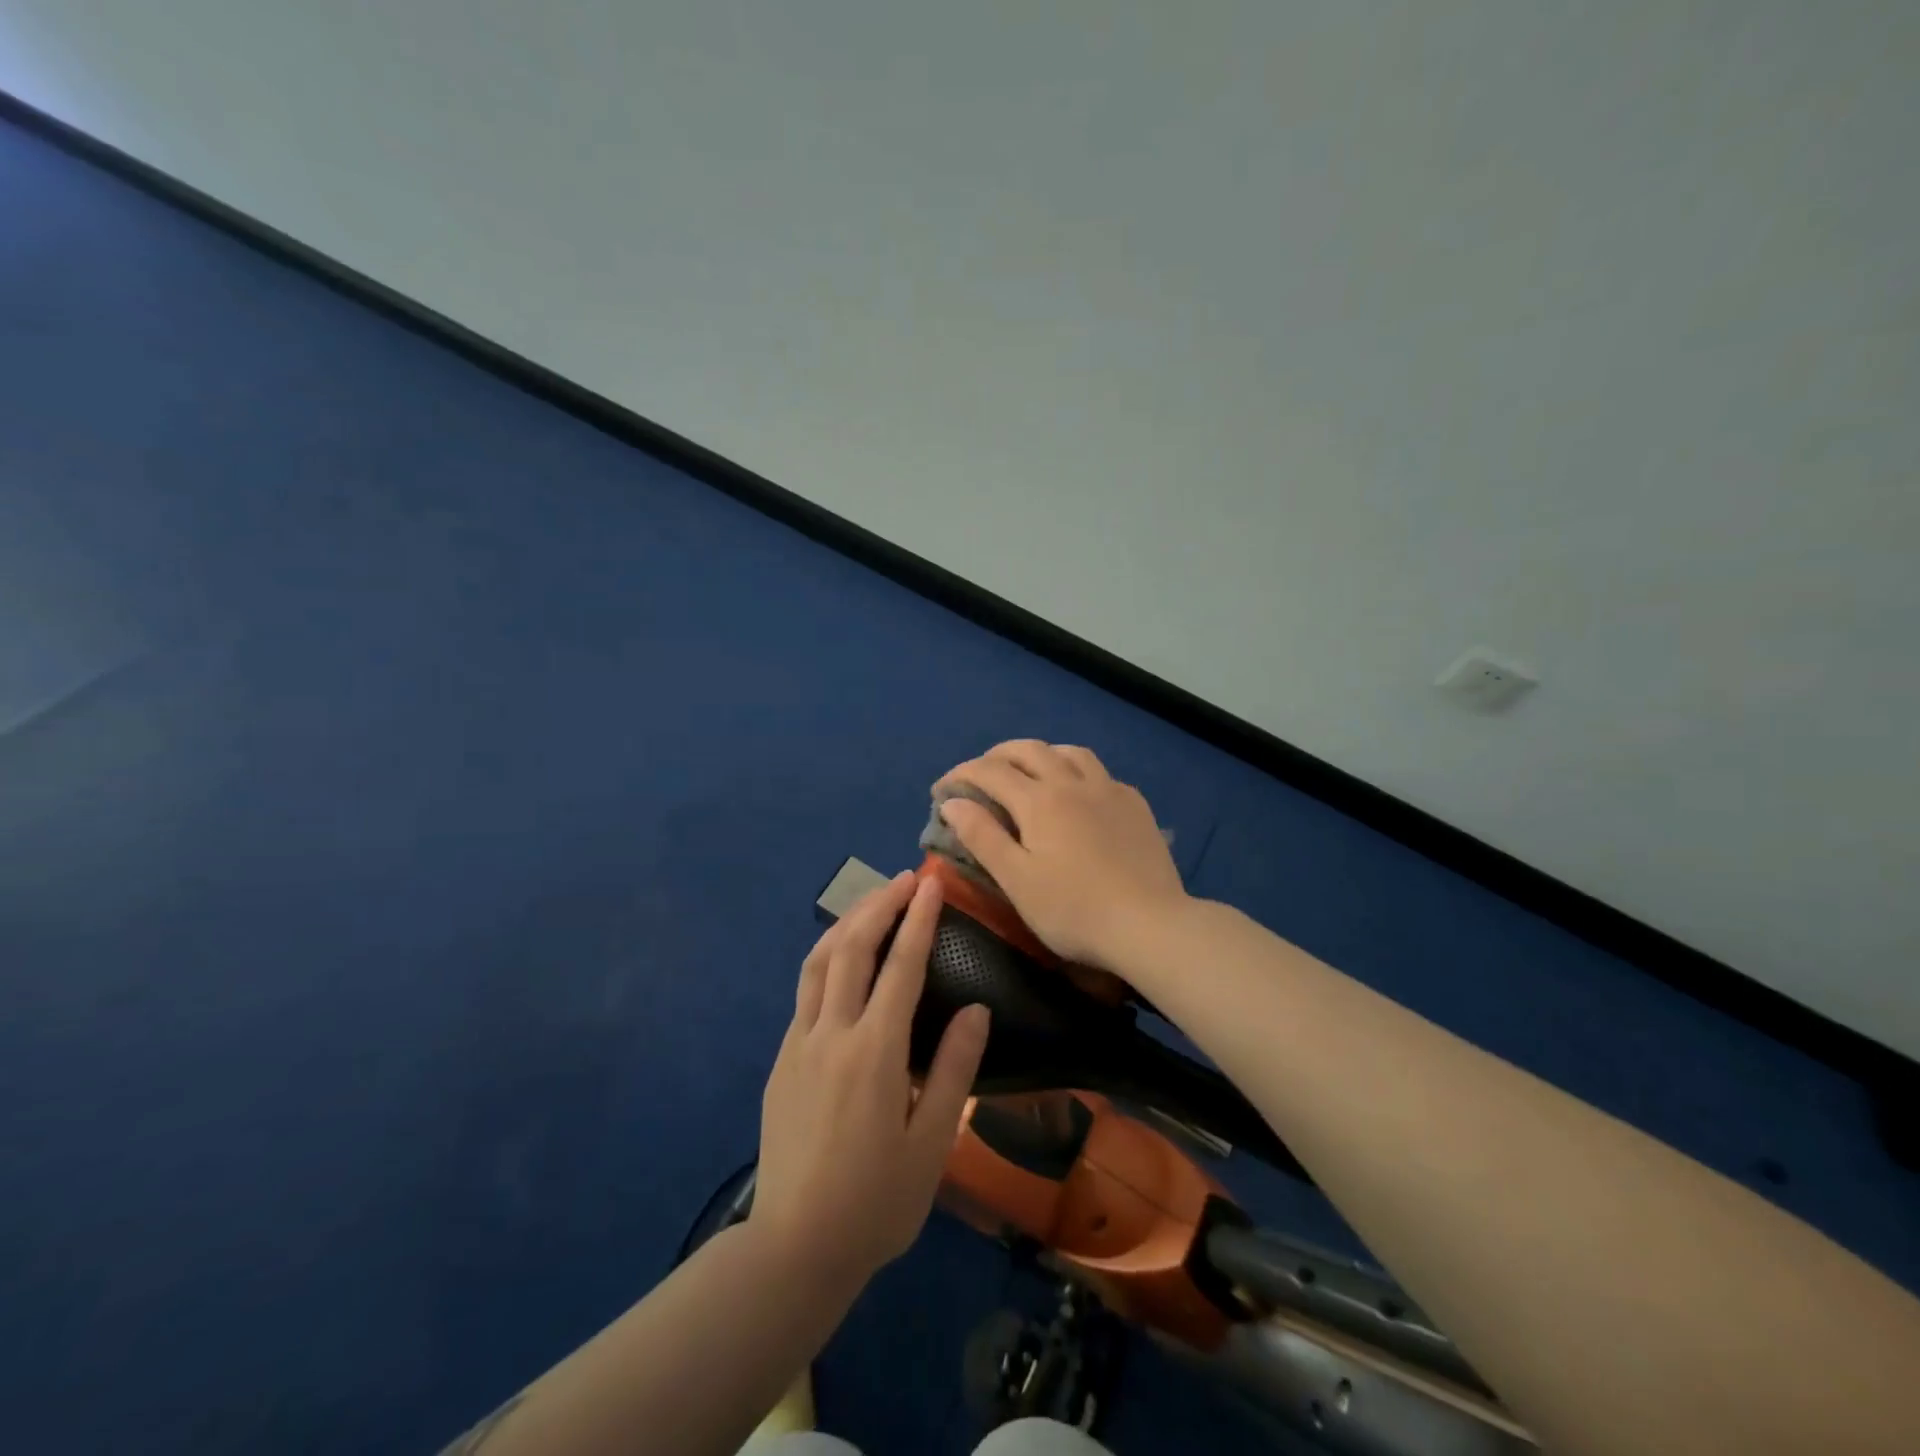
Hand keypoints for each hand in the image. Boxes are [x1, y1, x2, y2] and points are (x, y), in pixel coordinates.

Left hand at [752, 871, 991, 1292]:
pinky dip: (827, 959)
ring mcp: (798, 1044)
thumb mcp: (932, 1143)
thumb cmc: (876, 1202)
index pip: (900, 968)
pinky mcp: (782, 1060)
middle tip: (903, 880)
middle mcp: (831, 1035)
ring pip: (818, 963)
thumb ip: (954, 1069)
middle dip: (878, 906)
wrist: (795, 1248)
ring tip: (872, 903)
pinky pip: (805, 992)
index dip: (917, 920)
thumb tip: (975, 1009)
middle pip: (851, 949)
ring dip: (846, 924)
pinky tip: (842, 961)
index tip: (930, 884)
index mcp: (873, 1053)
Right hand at [935, 740, 1188, 969]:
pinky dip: (1075, 771)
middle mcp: (1073, 783)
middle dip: (997, 756)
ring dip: (1040, 754)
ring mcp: (1109, 790)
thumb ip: (982, 837)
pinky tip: (1078, 793)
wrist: (1150, 925)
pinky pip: (1099, 772)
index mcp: (1040, 801)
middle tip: (979, 775)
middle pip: (1029, 750)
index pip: (990, 771)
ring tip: (1027, 772)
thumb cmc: (1074, 910)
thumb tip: (952, 802)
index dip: (961, 775)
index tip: (941, 790)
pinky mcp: (1135, 805)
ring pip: (1069, 752)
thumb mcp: (1017, 880)